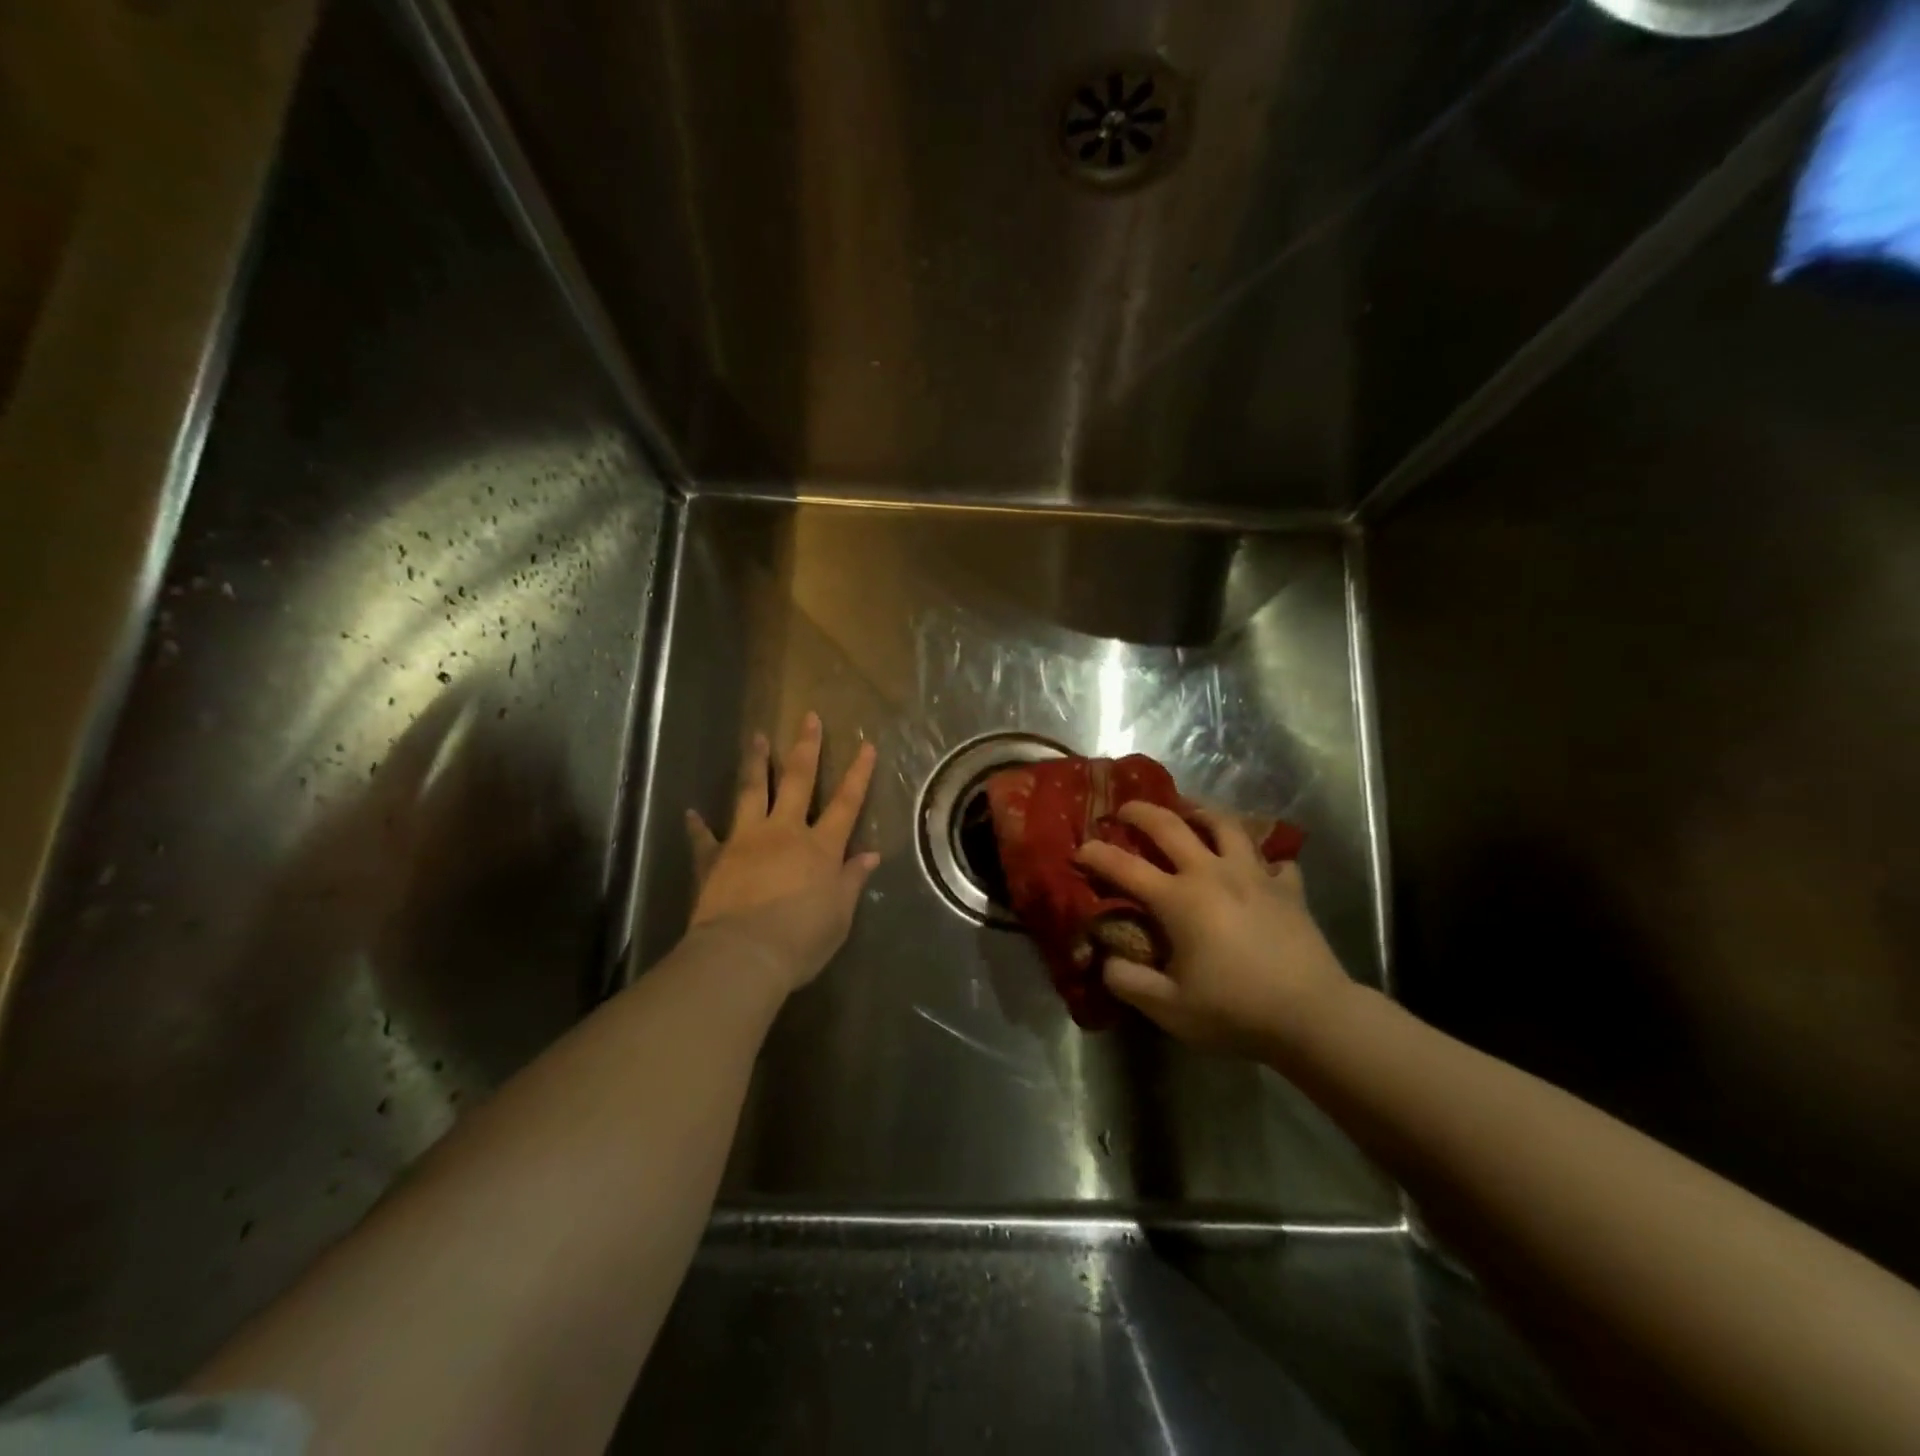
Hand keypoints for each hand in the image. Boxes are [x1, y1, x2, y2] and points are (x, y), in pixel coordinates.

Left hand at [686, 713, 879, 993]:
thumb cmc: (802, 939)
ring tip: (757, 736)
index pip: (846, 803)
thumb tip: (870, 855)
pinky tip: (691, 812)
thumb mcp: (839, 915)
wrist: (743, 955)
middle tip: (808, 718)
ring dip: (756, 762)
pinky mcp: (714, 859)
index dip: (858, 773)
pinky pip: (705, 838)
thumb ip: (852, 880)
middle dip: (806, 748)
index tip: (866, 745)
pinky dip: (698, 826)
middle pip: (798, 781)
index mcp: (821, 847)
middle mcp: (785, 832)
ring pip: (752, 791)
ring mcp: (746, 840)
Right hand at [1076, 802, 1352, 1054]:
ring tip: (1190, 815)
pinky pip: (1273, 859)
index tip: (1079, 850)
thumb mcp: (1169, 1009)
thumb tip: (1107, 960)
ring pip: (1225, 825)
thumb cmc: (1236, 1011)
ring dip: (1201, 813)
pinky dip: (1260, 857)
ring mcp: (1254, 875)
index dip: (1096, 855)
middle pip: (1170, 826)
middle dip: (1141, 812)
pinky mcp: (1288, 888)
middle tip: (1124, 810)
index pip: (1124, 867)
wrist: (1313, 1016)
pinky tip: (1256, 866)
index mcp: (1179, 899)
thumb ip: (1128, 982)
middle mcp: (1212, 873)